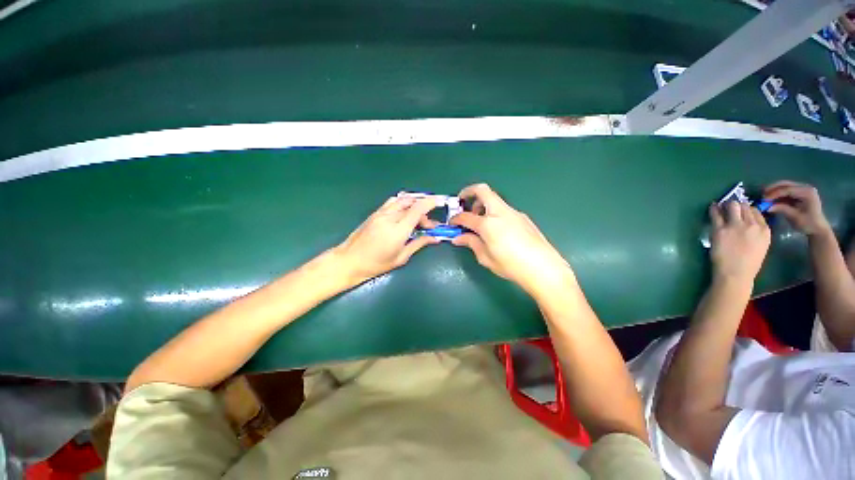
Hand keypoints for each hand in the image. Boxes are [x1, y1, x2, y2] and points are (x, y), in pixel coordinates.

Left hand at [334, 195, 439, 284]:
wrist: (349, 260)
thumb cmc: (376, 264)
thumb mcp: (401, 258)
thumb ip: (419, 244)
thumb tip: (434, 238)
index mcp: (398, 230)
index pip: (417, 209)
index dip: (430, 203)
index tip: (439, 203)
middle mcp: (390, 217)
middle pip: (412, 204)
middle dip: (424, 211)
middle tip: (428, 225)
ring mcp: (381, 213)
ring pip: (402, 200)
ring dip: (414, 204)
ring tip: (418, 217)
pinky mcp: (375, 213)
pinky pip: (392, 202)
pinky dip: (403, 203)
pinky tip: (405, 212)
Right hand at [449, 183, 574, 295]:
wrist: (544, 268)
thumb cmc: (511, 265)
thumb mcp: (486, 257)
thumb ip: (471, 243)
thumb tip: (458, 238)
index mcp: (488, 224)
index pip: (466, 216)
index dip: (456, 218)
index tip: (452, 223)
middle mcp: (500, 212)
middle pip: (482, 190)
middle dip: (468, 192)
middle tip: (462, 204)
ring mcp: (513, 213)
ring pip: (494, 199)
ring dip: (482, 203)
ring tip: (479, 220)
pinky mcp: (523, 217)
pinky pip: (503, 209)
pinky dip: (494, 212)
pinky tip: (496, 228)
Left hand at [709, 202, 770, 282]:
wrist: (735, 274)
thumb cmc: (748, 264)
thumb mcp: (761, 245)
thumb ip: (756, 233)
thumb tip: (748, 222)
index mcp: (764, 230)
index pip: (756, 211)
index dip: (747, 209)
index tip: (741, 210)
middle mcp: (752, 225)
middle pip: (744, 206)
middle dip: (737, 205)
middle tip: (729, 206)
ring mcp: (736, 226)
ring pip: (732, 206)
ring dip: (726, 204)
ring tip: (721, 205)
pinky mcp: (720, 229)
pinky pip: (716, 214)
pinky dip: (714, 209)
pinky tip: (712, 207)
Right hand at [764, 181, 831, 236]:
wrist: (818, 228)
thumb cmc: (808, 224)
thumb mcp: (795, 217)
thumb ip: (782, 209)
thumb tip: (768, 207)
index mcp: (807, 192)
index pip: (788, 189)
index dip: (775, 193)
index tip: (764, 199)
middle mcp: (805, 188)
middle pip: (786, 184)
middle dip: (773, 189)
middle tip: (762, 195)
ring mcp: (802, 190)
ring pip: (785, 186)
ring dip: (774, 191)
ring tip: (765, 197)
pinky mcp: (799, 194)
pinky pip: (786, 191)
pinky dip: (778, 194)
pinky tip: (772, 199)